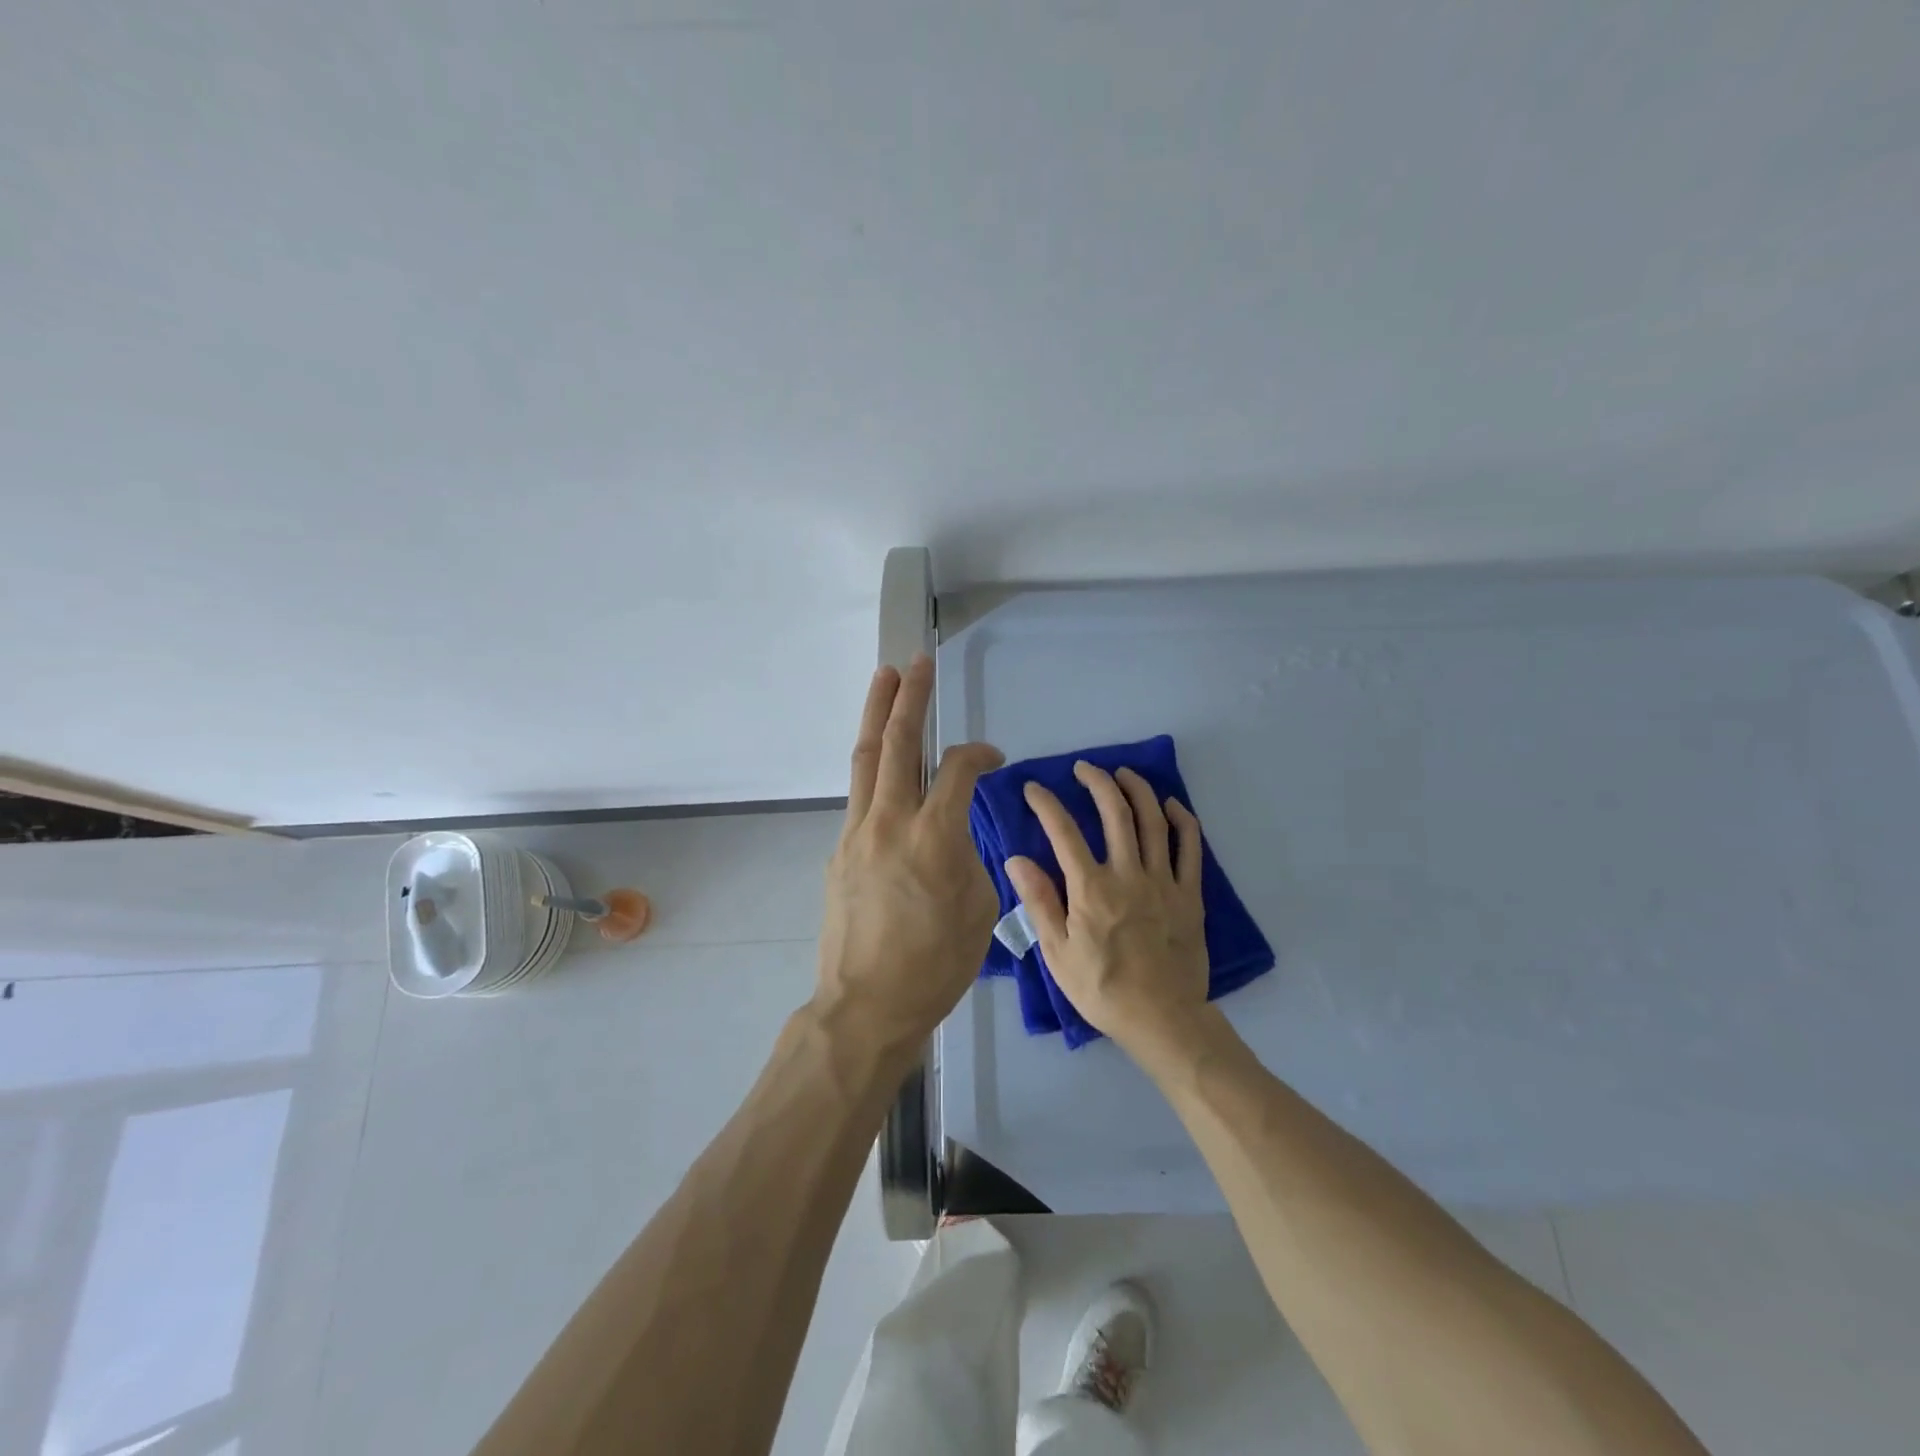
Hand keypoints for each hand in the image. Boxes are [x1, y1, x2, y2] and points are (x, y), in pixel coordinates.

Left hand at [814, 655, 1003, 1057]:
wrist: (866, 1004)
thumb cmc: (935, 965)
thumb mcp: (978, 909)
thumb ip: (969, 856)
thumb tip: (954, 834)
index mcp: (934, 836)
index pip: (959, 770)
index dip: (981, 753)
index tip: (995, 757)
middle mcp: (890, 822)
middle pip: (899, 744)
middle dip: (910, 698)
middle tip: (916, 663)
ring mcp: (857, 833)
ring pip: (868, 760)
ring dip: (878, 715)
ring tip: (884, 679)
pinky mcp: (839, 850)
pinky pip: (859, 796)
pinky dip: (873, 768)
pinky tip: (883, 762)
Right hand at [1004, 762, 1208, 1051]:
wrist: (1162, 1019)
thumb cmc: (1102, 989)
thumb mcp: (1058, 953)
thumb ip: (1039, 902)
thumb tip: (1017, 859)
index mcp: (1091, 889)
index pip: (1063, 832)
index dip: (1046, 804)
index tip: (1033, 788)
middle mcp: (1128, 875)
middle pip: (1115, 813)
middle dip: (1097, 783)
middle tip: (1084, 768)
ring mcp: (1163, 882)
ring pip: (1153, 821)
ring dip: (1138, 790)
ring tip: (1124, 773)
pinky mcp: (1190, 894)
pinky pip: (1190, 848)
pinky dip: (1182, 820)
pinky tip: (1171, 805)